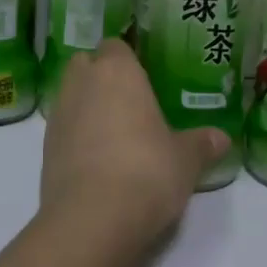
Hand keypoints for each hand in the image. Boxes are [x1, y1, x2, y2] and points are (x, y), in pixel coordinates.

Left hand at [40, 40, 228, 244]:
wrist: (92, 220)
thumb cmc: (146, 172)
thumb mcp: (185, 160)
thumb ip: (201, 144)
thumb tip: (221, 137)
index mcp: (117, 72)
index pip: (115, 45)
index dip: (128, 59)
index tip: (145, 76)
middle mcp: (81, 84)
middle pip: (85, 64)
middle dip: (101, 76)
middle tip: (130, 101)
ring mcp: (58, 115)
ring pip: (70, 95)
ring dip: (87, 106)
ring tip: (116, 133)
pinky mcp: (45, 148)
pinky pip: (63, 129)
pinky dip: (76, 136)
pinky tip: (98, 160)